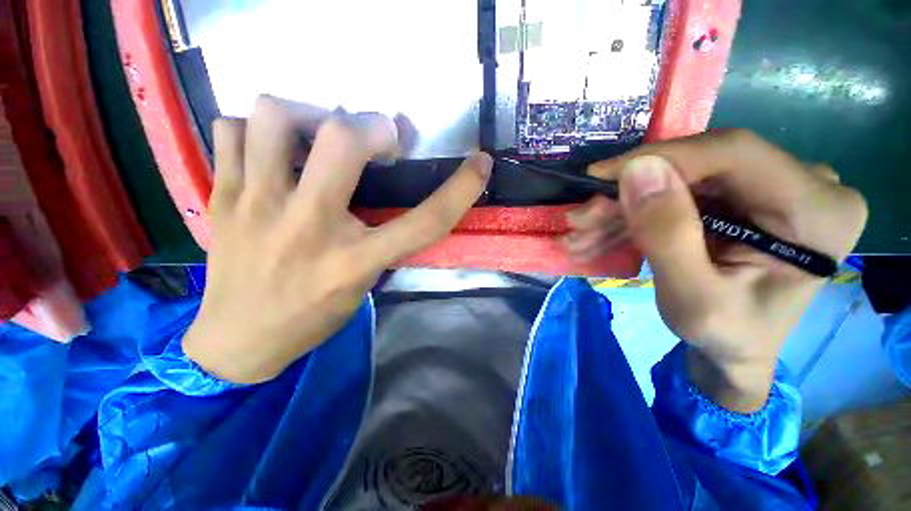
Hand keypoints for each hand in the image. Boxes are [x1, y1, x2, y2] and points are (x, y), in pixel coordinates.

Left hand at [184, 96, 491, 383]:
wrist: (237, 340)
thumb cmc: (311, 316)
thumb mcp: (363, 284)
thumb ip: (383, 241)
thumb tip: (391, 192)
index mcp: (354, 261)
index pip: (423, 223)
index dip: (460, 190)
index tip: (481, 164)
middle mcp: (308, 227)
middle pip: (342, 140)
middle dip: (372, 125)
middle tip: (378, 138)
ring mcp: (256, 206)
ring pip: (276, 116)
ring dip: (309, 113)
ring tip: (318, 134)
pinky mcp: (221, 197)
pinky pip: (231, 130)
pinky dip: (256, 129)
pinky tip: (272, 151)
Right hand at [566, 130, 866, 411]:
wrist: (737, 349)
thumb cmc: (725, 336)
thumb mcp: (692, 299)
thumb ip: (667, 235)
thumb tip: (637, 170)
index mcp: (819, 211)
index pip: (732, 152)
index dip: (659, 157)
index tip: (598, 177)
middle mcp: (807, 185)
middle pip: (700, 166)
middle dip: (630, 193)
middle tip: (582, 219)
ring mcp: (775, 187)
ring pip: (681, 179)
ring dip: (625, 207)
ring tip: (584, 233)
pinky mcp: (745, 196)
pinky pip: (680, 193)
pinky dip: (637, 213)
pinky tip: (604, 233)